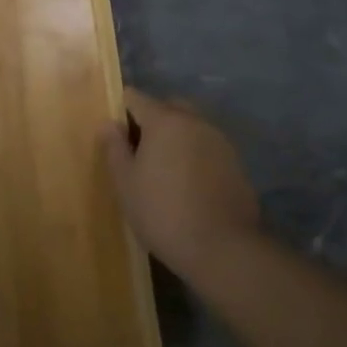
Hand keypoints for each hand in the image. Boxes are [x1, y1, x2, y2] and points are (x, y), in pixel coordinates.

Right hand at [100, 88, 260, 278]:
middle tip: (139, 150)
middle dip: (152, 119)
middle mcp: (195, 121)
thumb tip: (109, 123)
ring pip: (191, 126)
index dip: (121, 110)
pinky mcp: (236, 163)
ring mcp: (220, 141)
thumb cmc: (163, 212)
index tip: (114, 133)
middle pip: (169, 107)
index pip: (136, 97)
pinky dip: (195, 155)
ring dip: (177, 137)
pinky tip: (189, 184)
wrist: (223, 248)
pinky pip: (208, 147)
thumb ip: (114, 148)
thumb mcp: (126, 183)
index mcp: (164, 120)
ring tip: (164, 170)